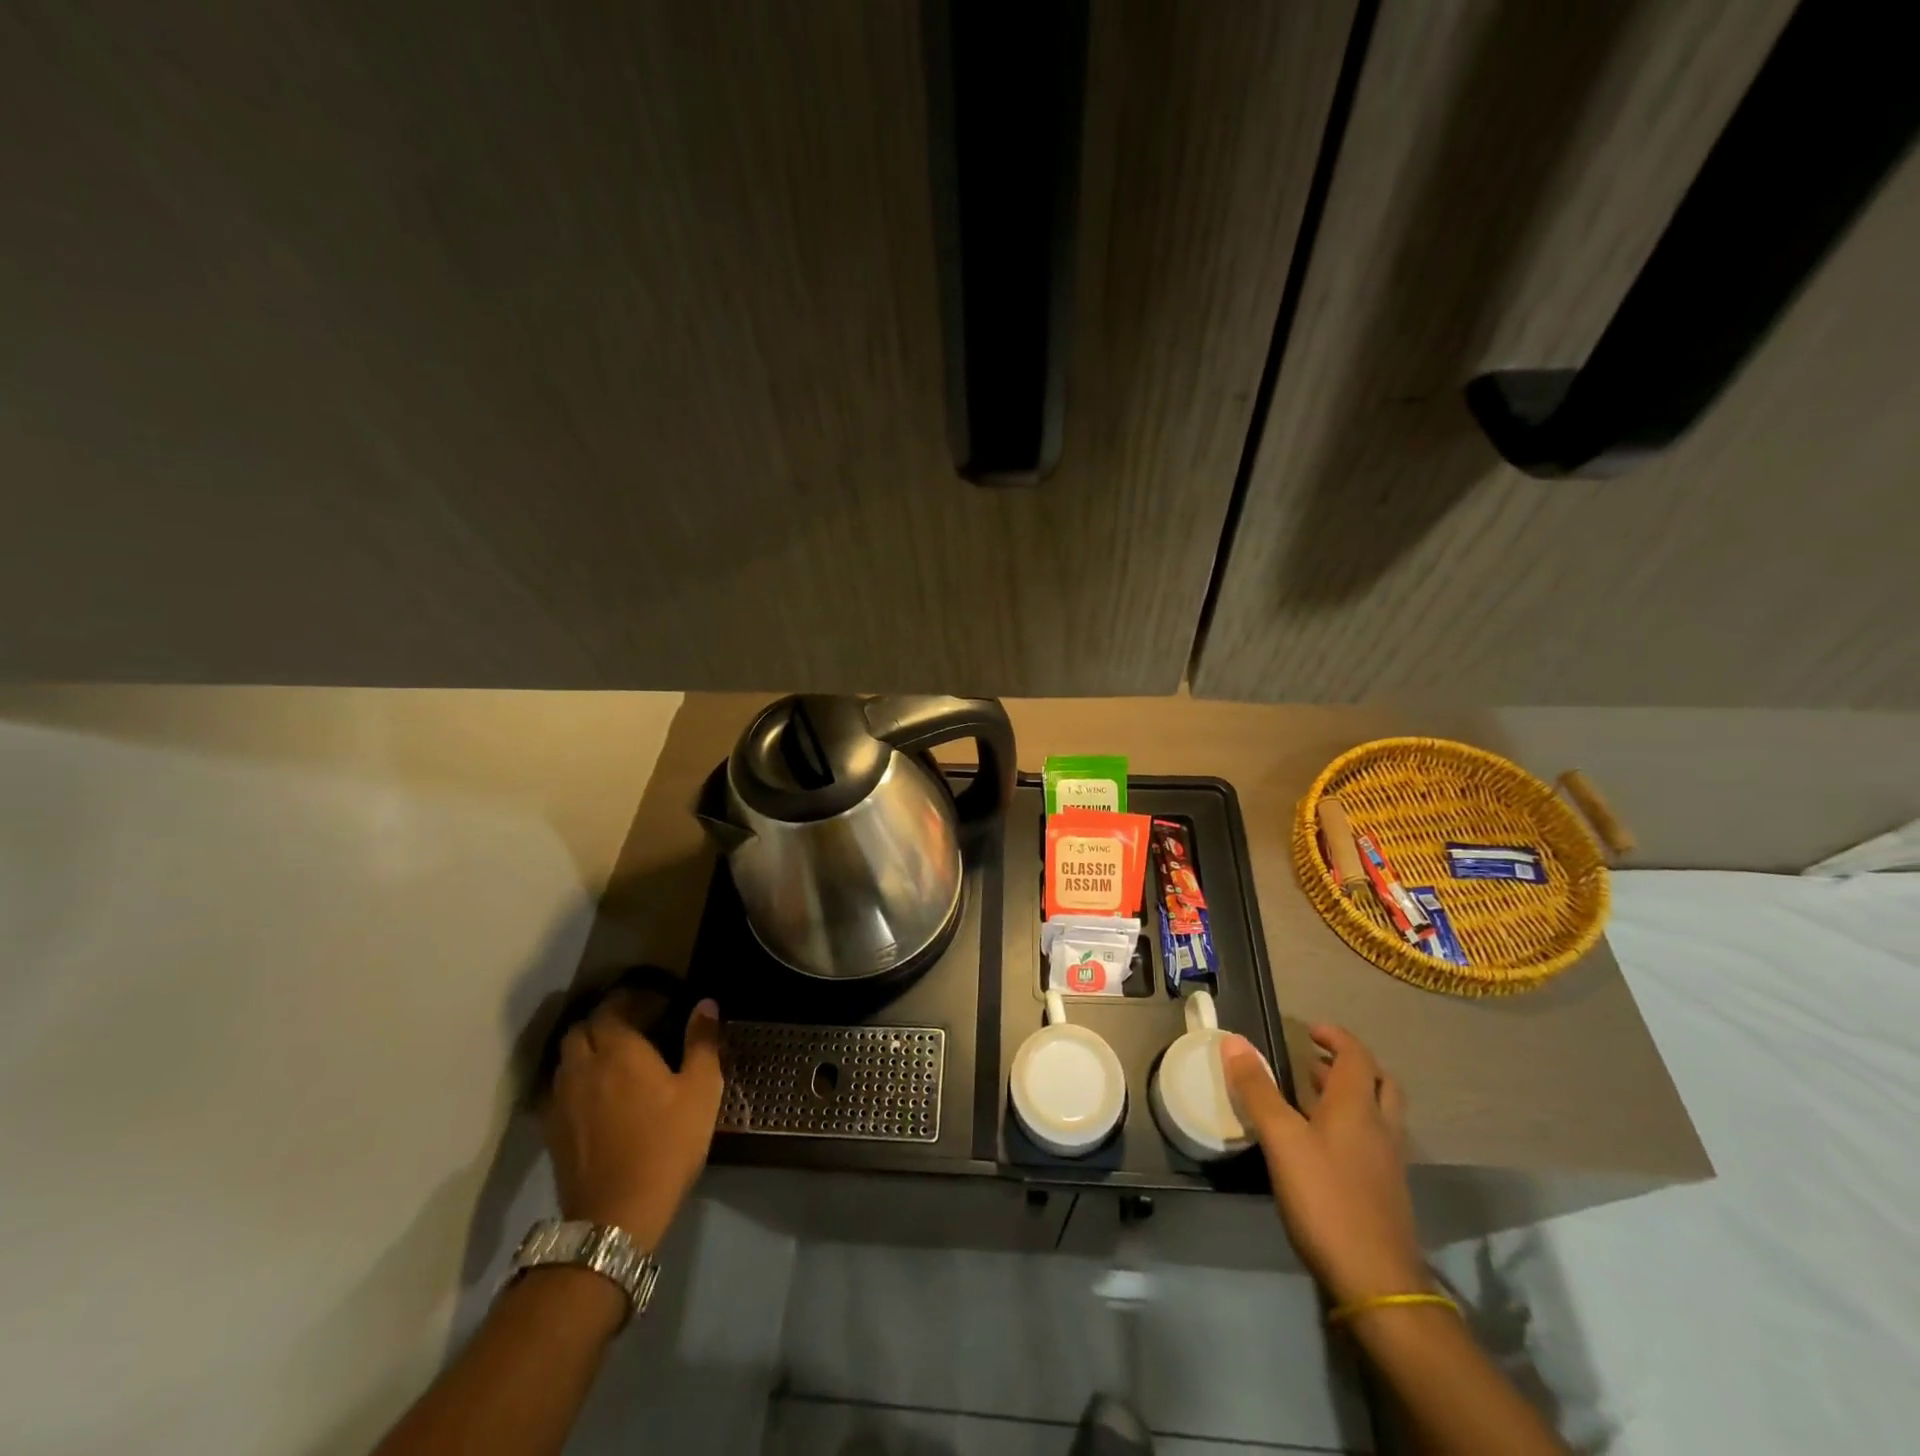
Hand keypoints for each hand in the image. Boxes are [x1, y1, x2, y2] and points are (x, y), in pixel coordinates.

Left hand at [541, 995, 724, 1249]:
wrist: (617, 1214)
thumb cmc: (667, 1143)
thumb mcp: (701, 1090)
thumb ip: (702, 1042)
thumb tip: (705, 1004)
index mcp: (618, 1050)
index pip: (612, 1007)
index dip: (630, 999)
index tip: (655, 1002)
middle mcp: (583, 1066)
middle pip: (581, 1028)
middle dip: (604, 1021)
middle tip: (634, 1027)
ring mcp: (561, 1099)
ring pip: (566, 1058)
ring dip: (586, 1049)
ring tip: (614, 1059)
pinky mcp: (552, 1129)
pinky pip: (559, 1088)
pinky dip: (576, 1079)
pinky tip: (597, 1095)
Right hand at [1222, 1025, 1426, 1304]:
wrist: (1376, 1281)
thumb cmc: (1326, 1199)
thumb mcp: (1281, 1139)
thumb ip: (1258, 1089)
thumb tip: (1234, 1040)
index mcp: (1358, 1107)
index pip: (1357, 1056)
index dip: (1336, 1037)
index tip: (1310, 1031)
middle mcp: (1380, 1127)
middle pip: (1379, 1082)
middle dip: (1350, 1064)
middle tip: (1316, 1060)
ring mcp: (1388, 1161)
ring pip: (1378, 1112)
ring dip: (1351, 1094)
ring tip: (1312, 1095)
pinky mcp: (1386, 1190)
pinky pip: (1373, 1139)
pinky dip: (1352, 1125)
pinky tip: (1323, 1143)